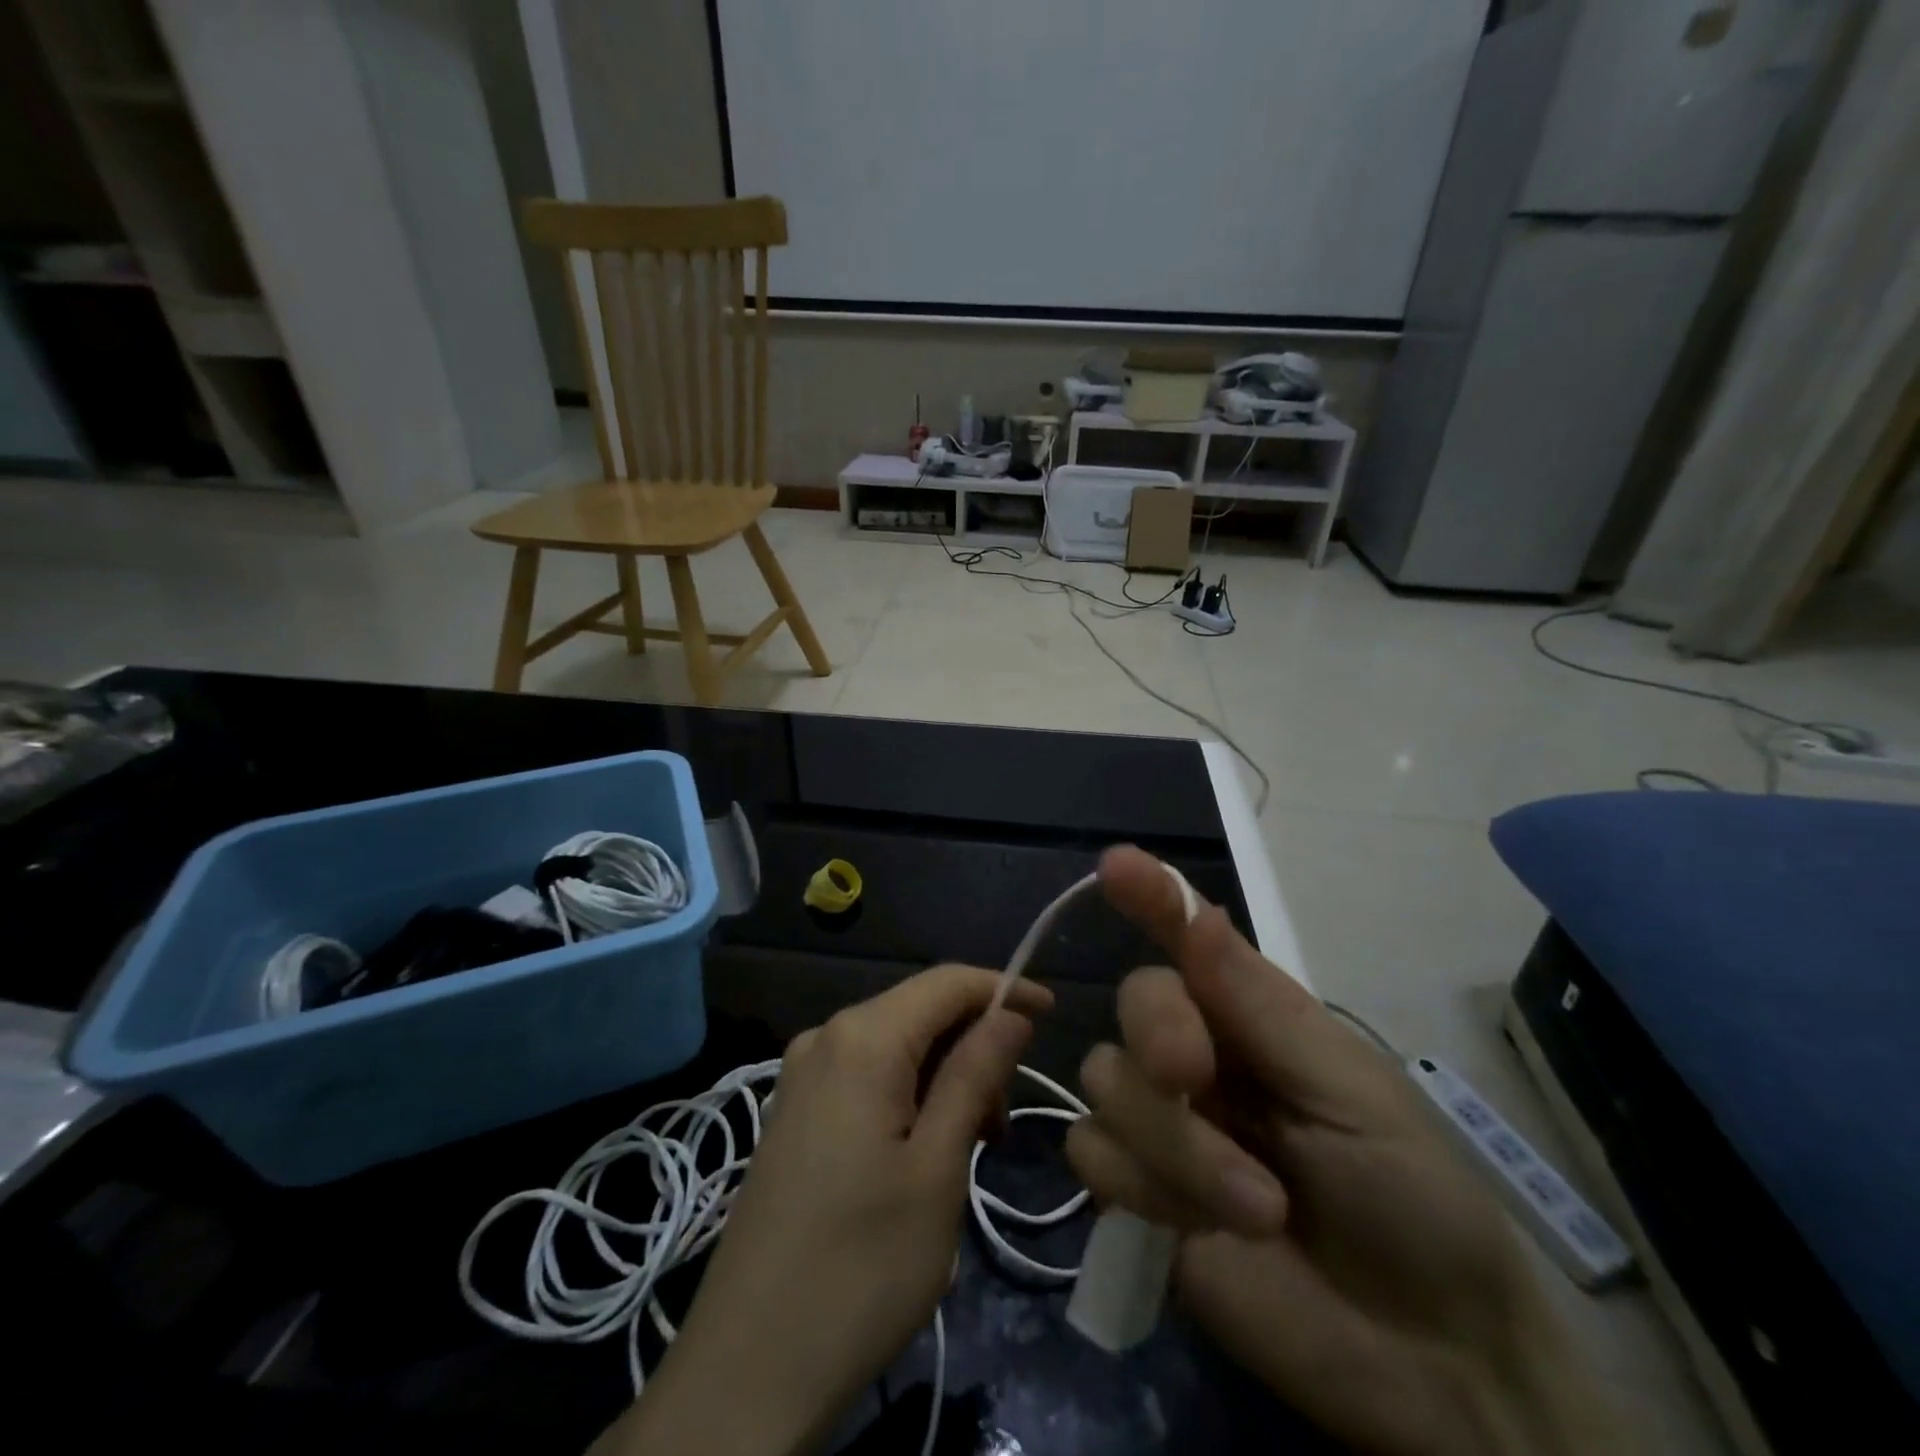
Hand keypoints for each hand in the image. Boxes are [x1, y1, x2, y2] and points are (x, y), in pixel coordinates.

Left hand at [595, 965, 1050, 1455]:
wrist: (748, 1367)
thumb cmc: (862, 1266)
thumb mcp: (938, 1168)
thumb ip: (975, 1075)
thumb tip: (1010, 1013)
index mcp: (862, 1037)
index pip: (947, 981)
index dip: (1004, 988)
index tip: (1052, 1014)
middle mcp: (826, 1036)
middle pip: (920, 1010)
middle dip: (974, 1043)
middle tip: (1005, 1116)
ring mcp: (802, 1073)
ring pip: (896, 1044)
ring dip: (945, 1074)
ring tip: (974, 1142)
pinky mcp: (795, 1110)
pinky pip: (866, 1073)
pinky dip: (910, 1092)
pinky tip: (927, 1145)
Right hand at [1066, 847, 1623, 1455]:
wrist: (1425, 1360)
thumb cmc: (1412, 1200)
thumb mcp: (1351, 1091)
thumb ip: (1261, 1007)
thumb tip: (1196, 913)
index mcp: (1252, 1017)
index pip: (1187, 937)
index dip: (1151, 896)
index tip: (1117, 865)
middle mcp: (1198, 1055)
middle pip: (1133, 1003)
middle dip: (1158, 1035)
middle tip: (1193, 1079)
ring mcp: (1162, 1124)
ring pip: (1105, 1080)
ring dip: (1173, 1144)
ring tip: (1255, 1205)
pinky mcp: (1137, 1192)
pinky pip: (1090, 1152)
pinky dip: (1140, 1187)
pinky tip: (1195, 1229)